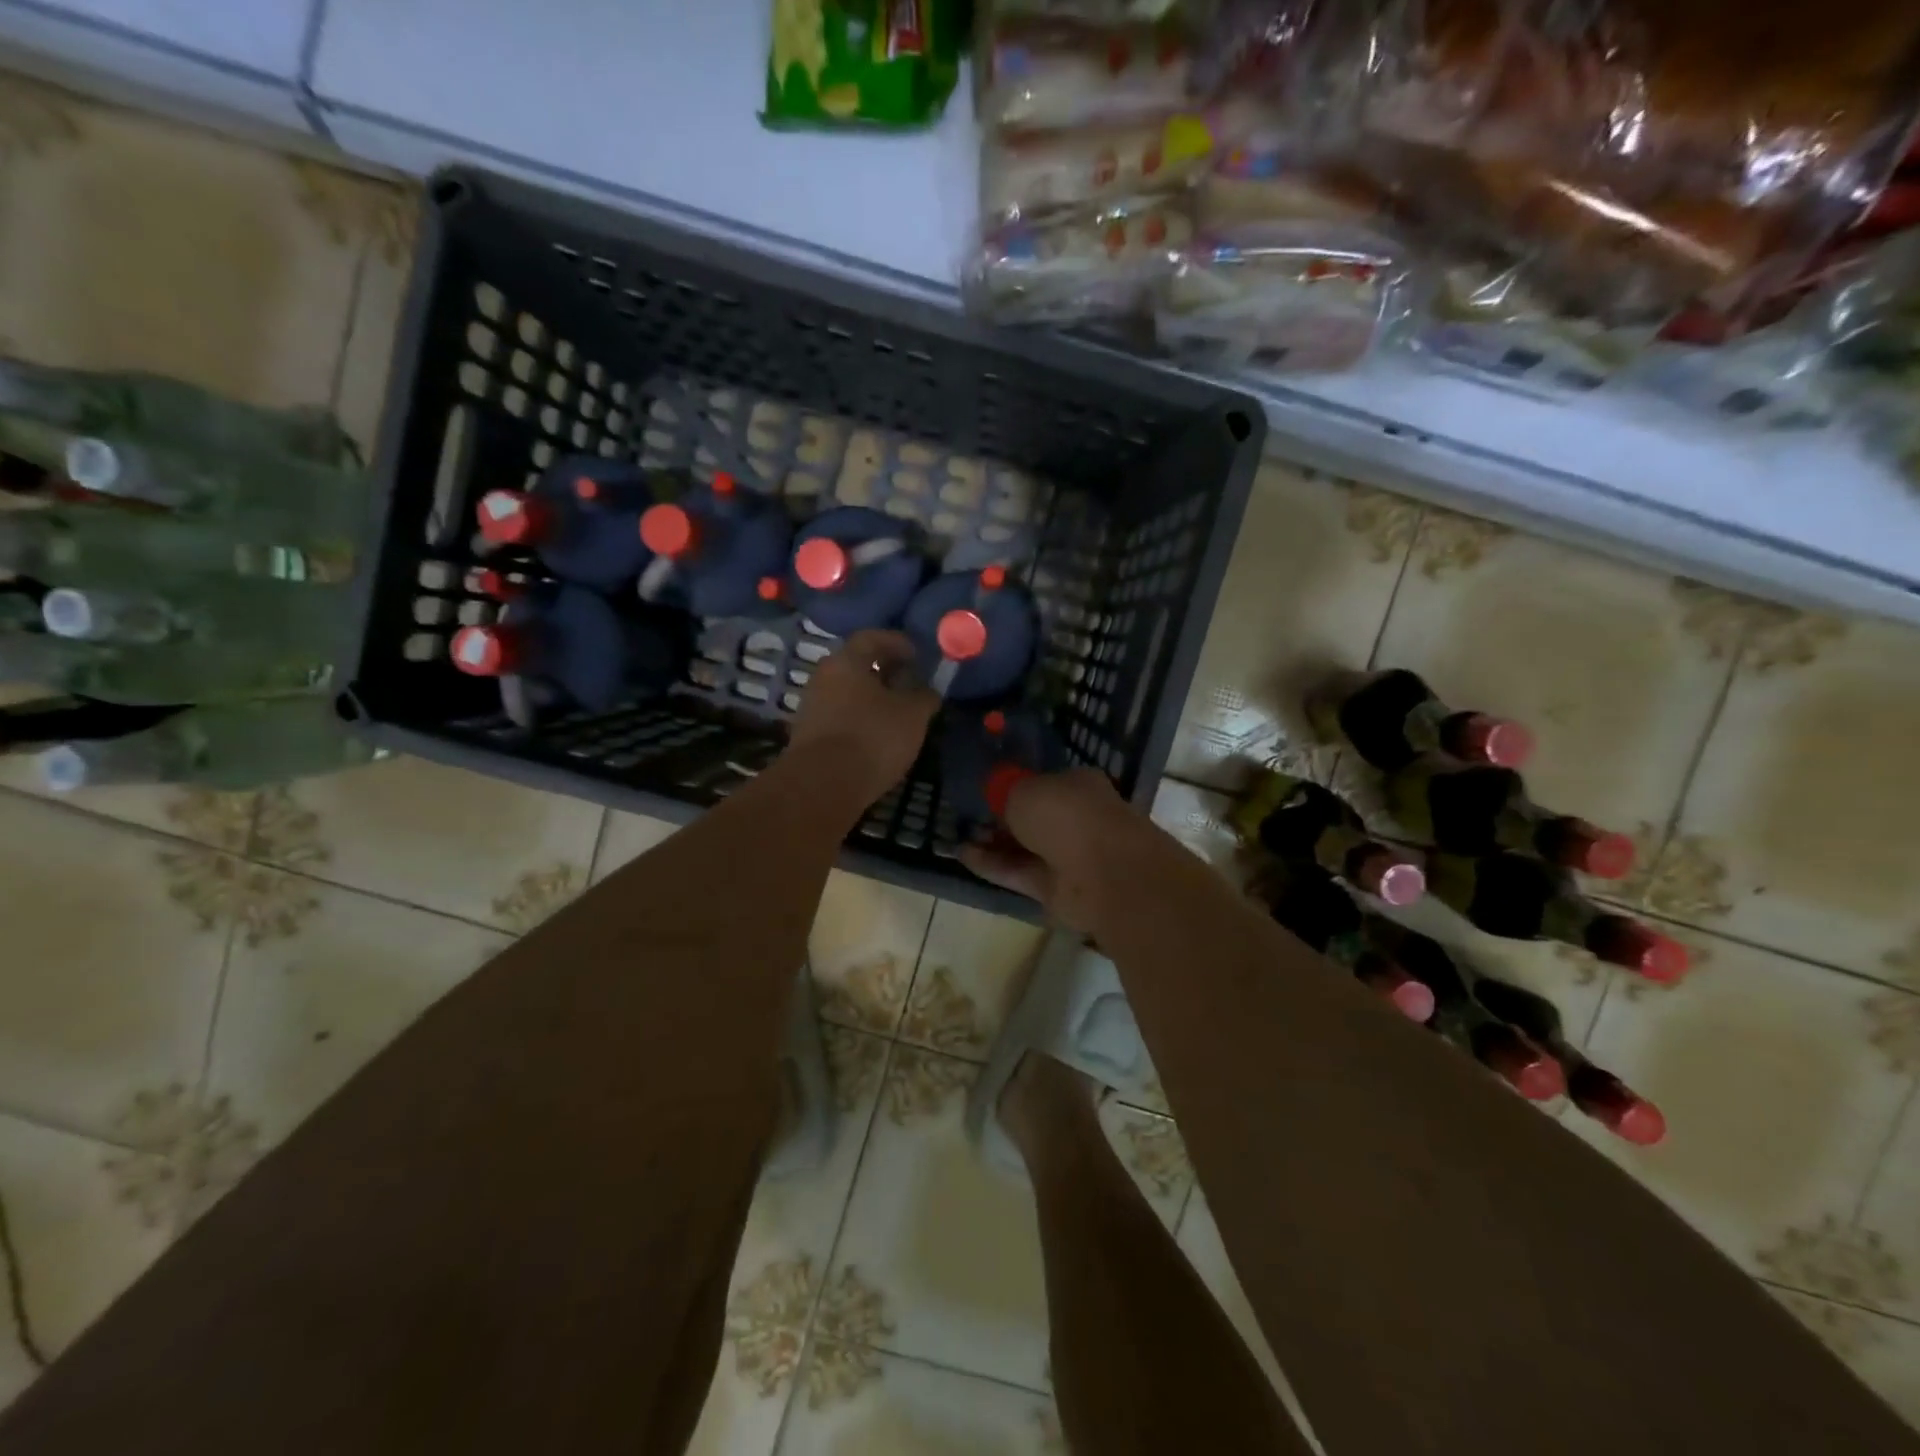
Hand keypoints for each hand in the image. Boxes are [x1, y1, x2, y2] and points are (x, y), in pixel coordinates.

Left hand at [787, 630, 938, 804]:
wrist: (822, 785)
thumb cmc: (872, 737)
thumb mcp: (912, 715)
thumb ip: (924, 696)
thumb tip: (928, 690)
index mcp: (846, 661)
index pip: (872, 637)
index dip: (898, 642)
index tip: (918, 654)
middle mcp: (823, 677)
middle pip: (857, 664)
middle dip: (885, 671)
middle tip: (910, 682)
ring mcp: (812, 706)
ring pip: (848, 692)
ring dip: (872, 697)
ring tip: (898, 712)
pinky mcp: (808, 735)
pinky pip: (840, 716)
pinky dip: (860, 719)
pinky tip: (877, 735)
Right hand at [958, 767, 1141, 932]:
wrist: (1104, 875)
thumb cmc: (1067, 816)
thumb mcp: (1025, 790)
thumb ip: (1006, 792)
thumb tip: (999, 796)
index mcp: (1078, 786)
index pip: (1043, 783)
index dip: (1014, 787)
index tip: (985, 792)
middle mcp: (1076, 819)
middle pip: (1033, 818)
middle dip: (1001, 818)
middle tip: (968, 818)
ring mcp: (1069, 856)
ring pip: (1025, 847)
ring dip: (994, 843)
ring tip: (960, 837)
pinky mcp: (1057, 890)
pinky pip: (1020, 873)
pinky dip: (994, 866)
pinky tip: (964, 856)